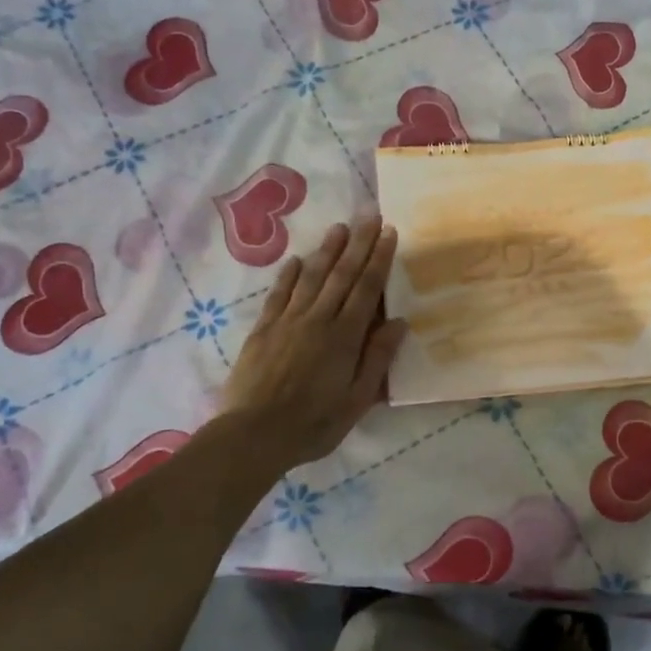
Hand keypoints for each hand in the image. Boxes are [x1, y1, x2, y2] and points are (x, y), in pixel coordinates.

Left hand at [221, 218, 408, 468]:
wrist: (253, 435)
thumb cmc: (313, 424)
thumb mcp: (356, 401)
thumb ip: (376, 359)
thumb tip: (397, 322)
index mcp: (344, 337)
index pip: (366, 288)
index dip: (379, 259)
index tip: (389, 233)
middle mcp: (317, 319)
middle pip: (341, 274)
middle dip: (358, 244)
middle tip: (369, 216)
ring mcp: (287, 321)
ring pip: (311, 277)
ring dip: (327, 250)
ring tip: (340, 228)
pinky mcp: (263, 329)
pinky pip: (279, 293)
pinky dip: (289, 274)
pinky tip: (296, 260)